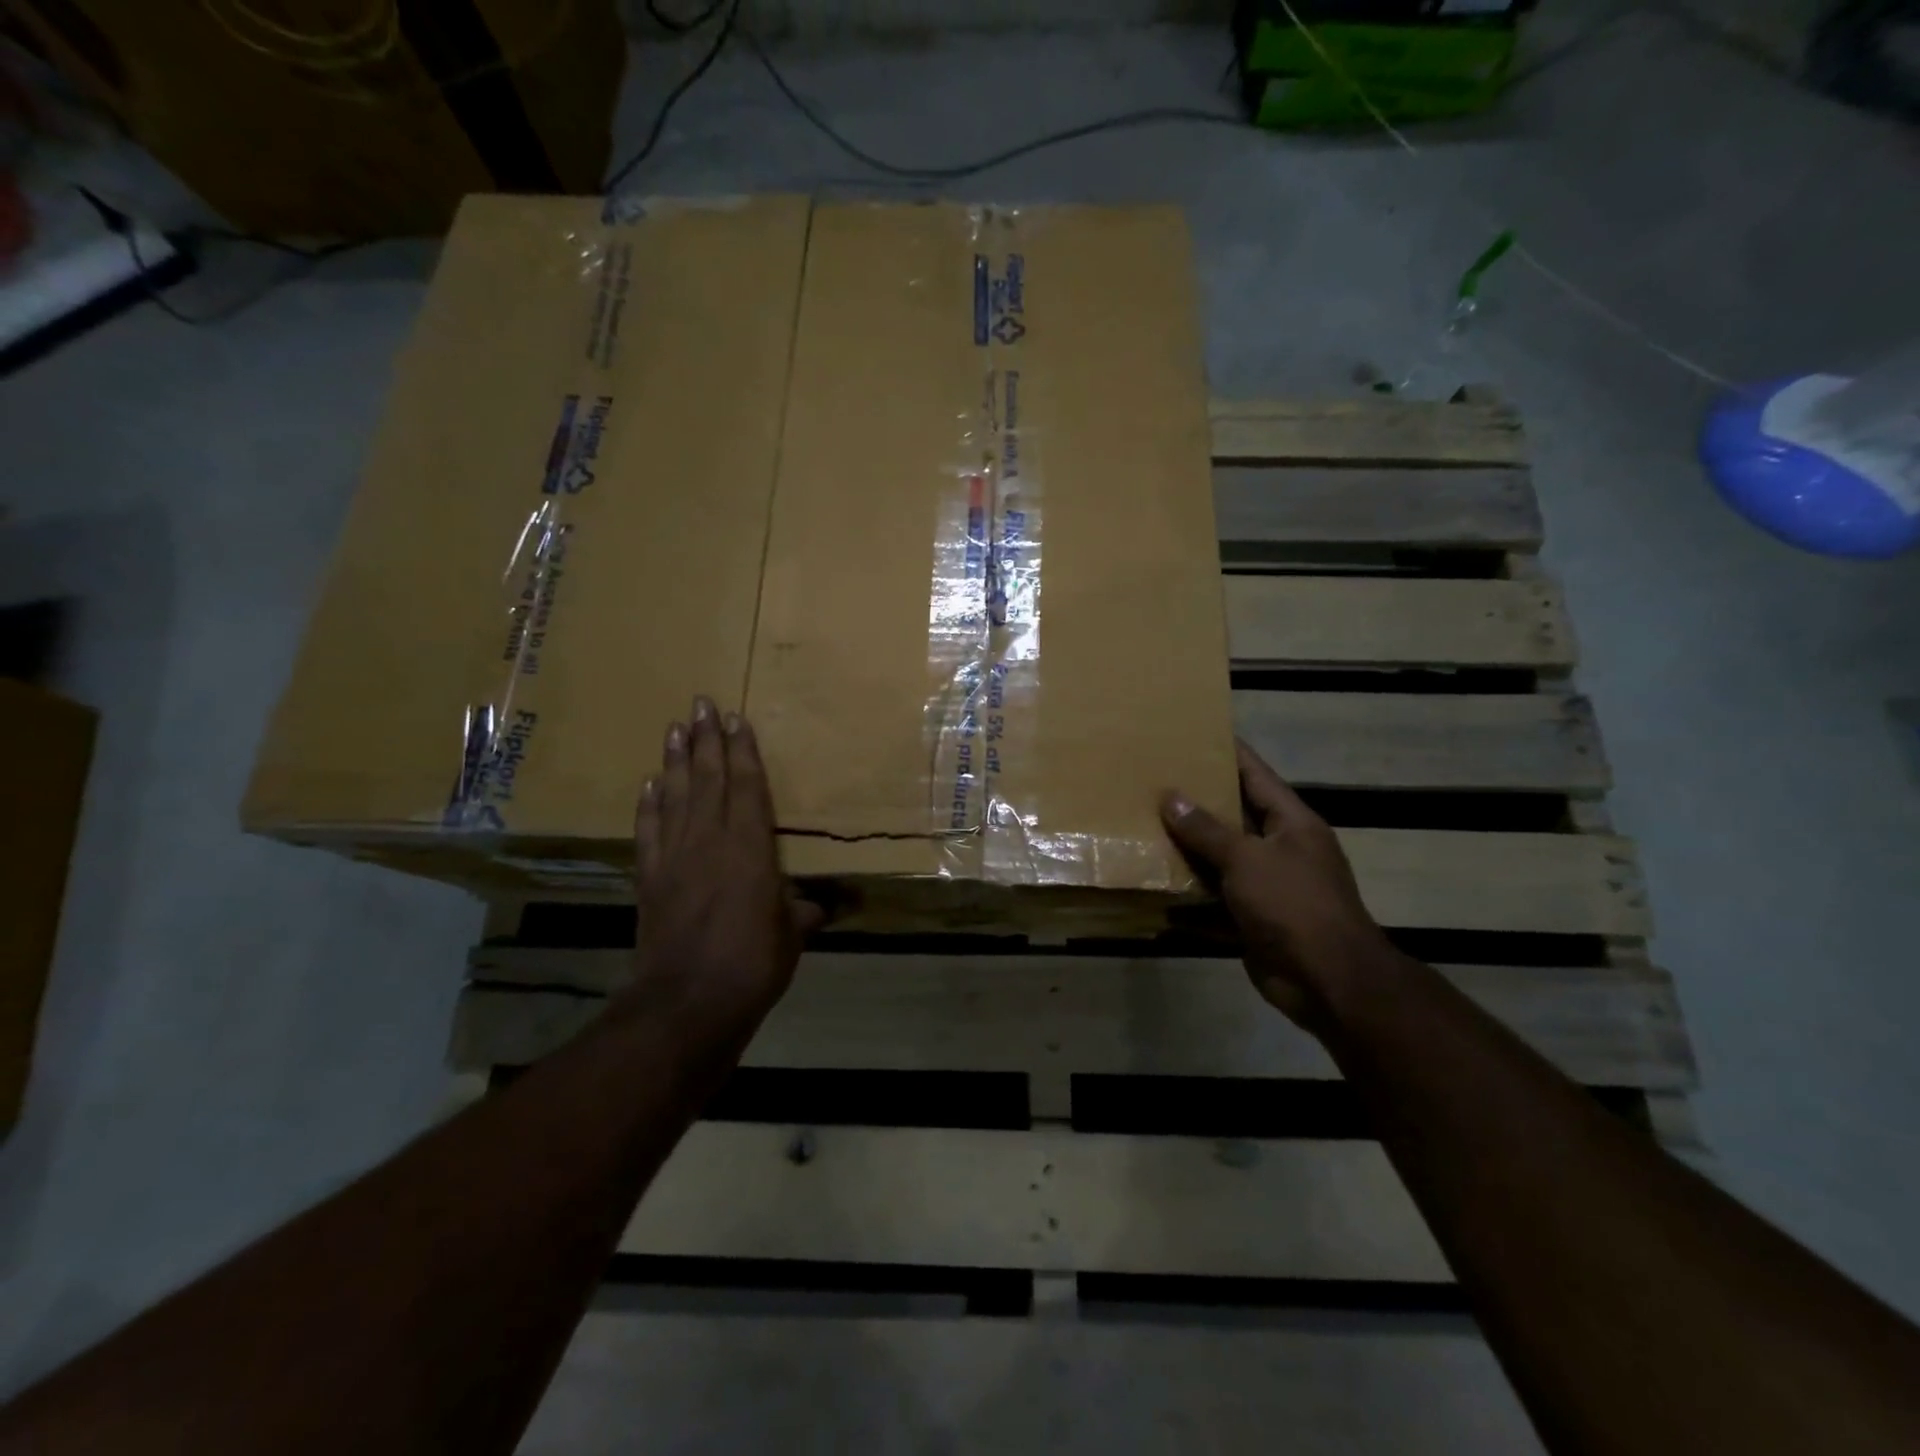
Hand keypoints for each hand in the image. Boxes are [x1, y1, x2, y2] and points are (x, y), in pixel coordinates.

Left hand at [621, 696, 820, 1037]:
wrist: (687, 1003)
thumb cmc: (752, 965)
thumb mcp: (791, 936)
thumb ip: (803, 913)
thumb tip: (823, 907)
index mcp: (750, 848)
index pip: (747, 787)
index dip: (743, 751)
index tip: (735, 719)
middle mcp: (710, 841)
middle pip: (708, 779)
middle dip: (706, 740)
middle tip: (700, 704)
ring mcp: (674, 858)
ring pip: (675, 796)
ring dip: (676, 761)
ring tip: (674, 728)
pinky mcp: (650, 879)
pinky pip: (648, 831)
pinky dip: (648, 805)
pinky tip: (649, 784)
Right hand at [1161, 740, 1400, 1025]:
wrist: (1328, 981)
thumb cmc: (1293, 904)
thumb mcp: (1247, 858)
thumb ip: (1207, 830)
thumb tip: (1171, 798)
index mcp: (1291, 822)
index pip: (1256, 774)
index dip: (1228, 751)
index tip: (1195, 731)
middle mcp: (1281, 848)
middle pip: (1234, 816)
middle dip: (1196, 801)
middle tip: (1154, 780)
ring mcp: (1267, 885)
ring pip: (1220, 859)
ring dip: (1188, 850)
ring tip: (1144, 826)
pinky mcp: (1252, 918)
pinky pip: (1215, 899)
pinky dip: (1189, 897)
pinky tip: (1156, 887)